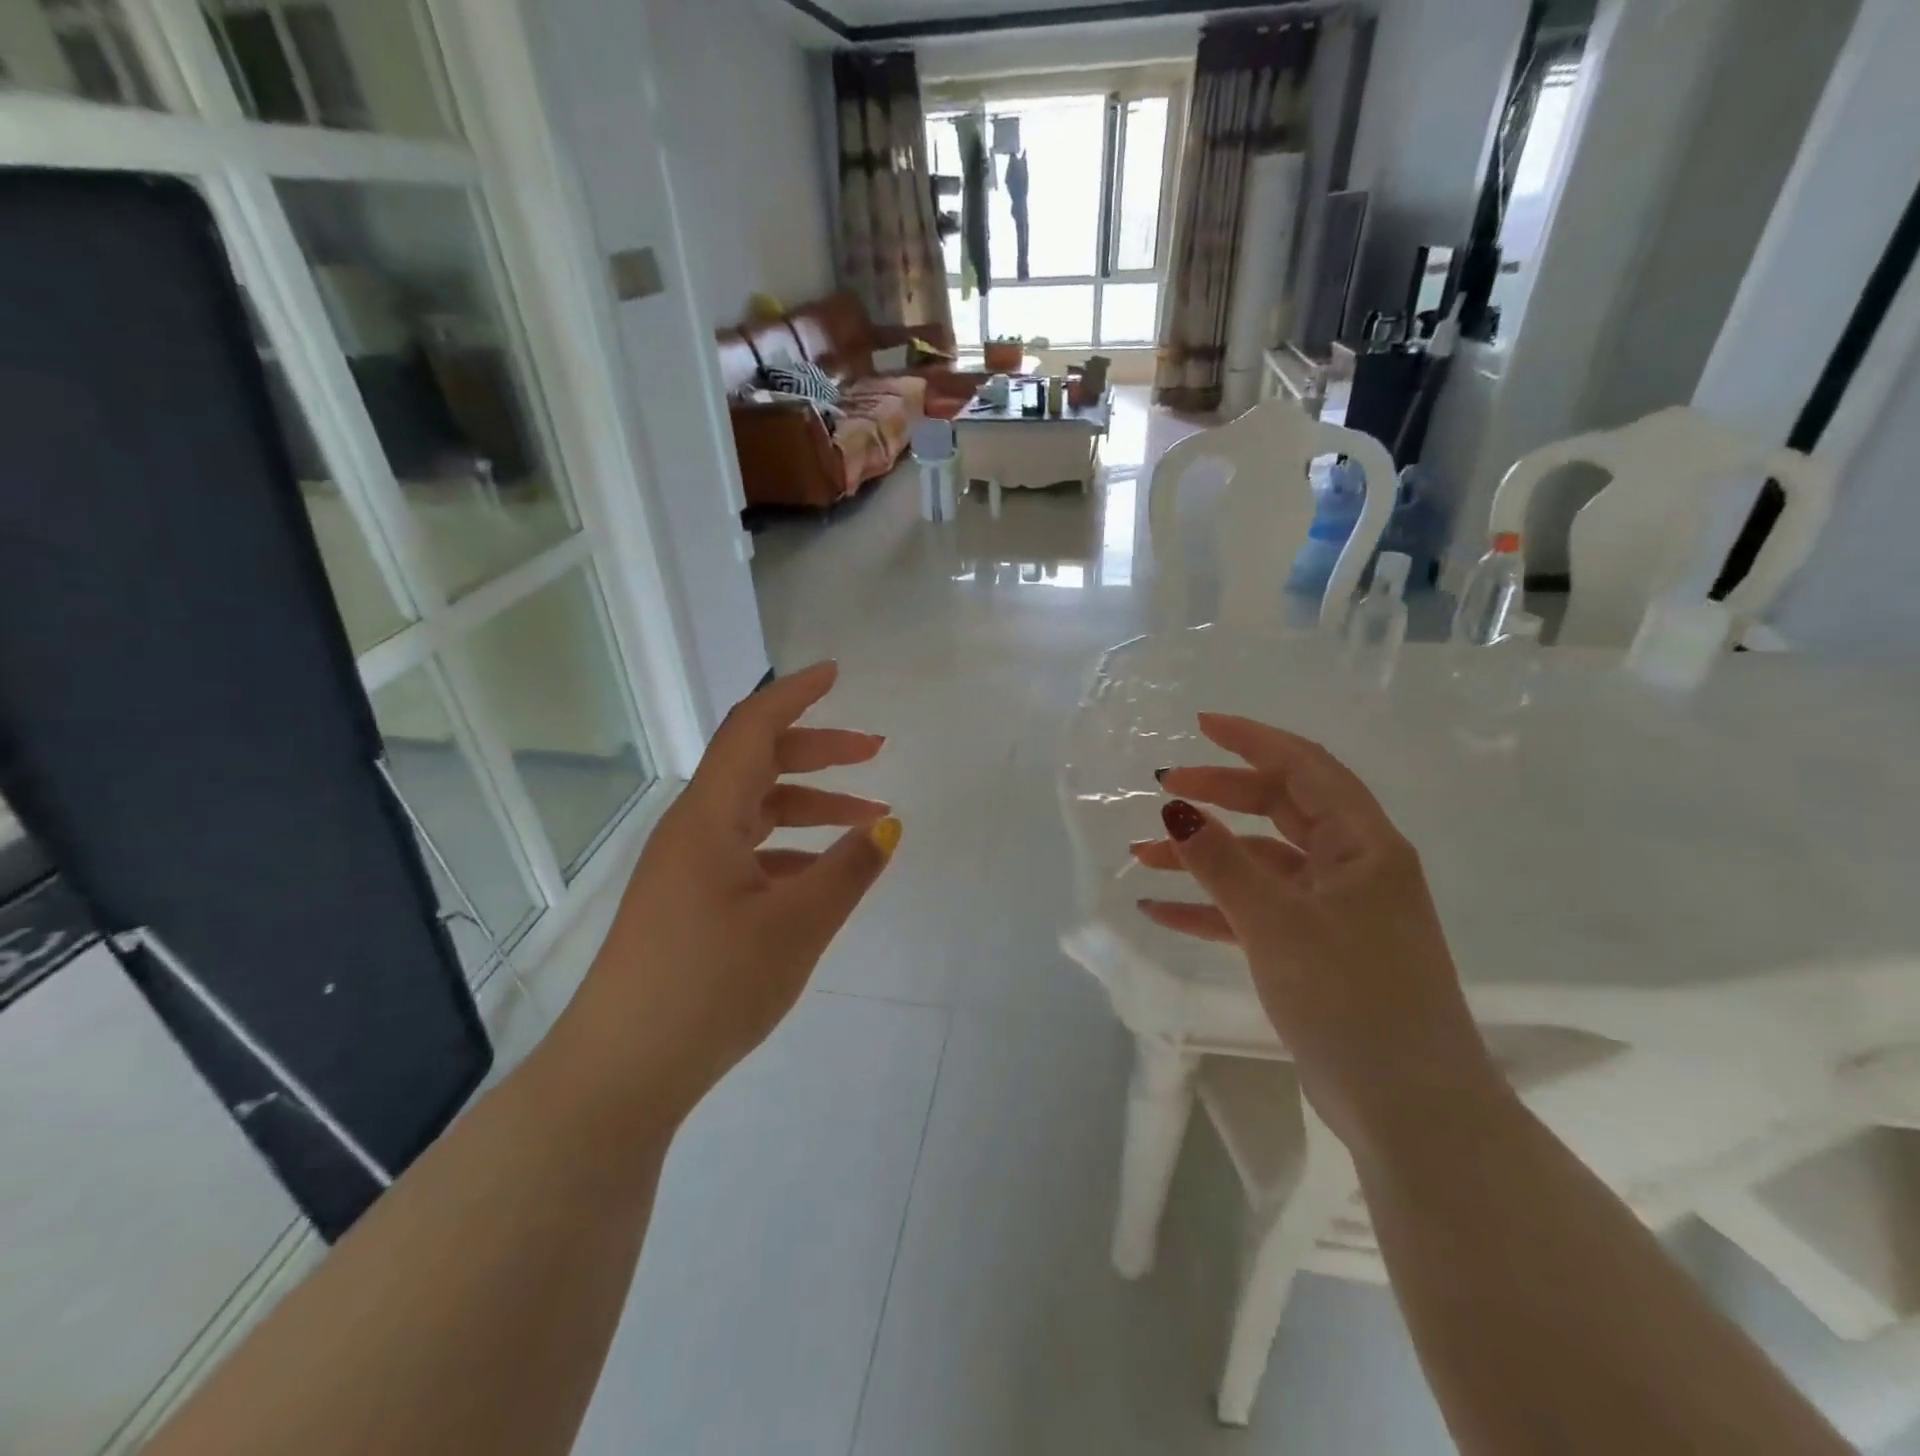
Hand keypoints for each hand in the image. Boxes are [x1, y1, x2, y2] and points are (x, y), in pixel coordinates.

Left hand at [550, 662, 898, 1132]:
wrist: (620, 1074)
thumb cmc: (708, 988)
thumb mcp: (795, 927)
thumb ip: (846, 871)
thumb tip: (886, 826)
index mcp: (708, 818)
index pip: (752, 729)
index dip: (795, 694)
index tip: (835, 674)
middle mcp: (692, 829)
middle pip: (758, 764)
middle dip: (818, 751)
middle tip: (875, 751)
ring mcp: (686, 867)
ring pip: (755, 811)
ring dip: (810, 805)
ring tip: (868, 818)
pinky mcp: (688, 901)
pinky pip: (746, 852)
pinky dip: (790, 849)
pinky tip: (822, 875)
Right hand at [1133, 713, 1498, 1152]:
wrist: (1410, 1110)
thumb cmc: (1352, 999)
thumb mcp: (1276, 922)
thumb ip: (1221, 862)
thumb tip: (1176, 807)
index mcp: (1363, 845)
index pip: (1305, 767)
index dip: (1252, 740)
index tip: (1200, 726)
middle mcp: (1353, 866)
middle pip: (1280, 809)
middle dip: (1220, 796)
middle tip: (1164, 789)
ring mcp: (1335, 910)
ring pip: (1261, 862)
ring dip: (1204, 857)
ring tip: (1142, 855)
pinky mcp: (1317, 949)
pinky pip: (1257, 911)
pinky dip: (1213, 907)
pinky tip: (1161, 911)